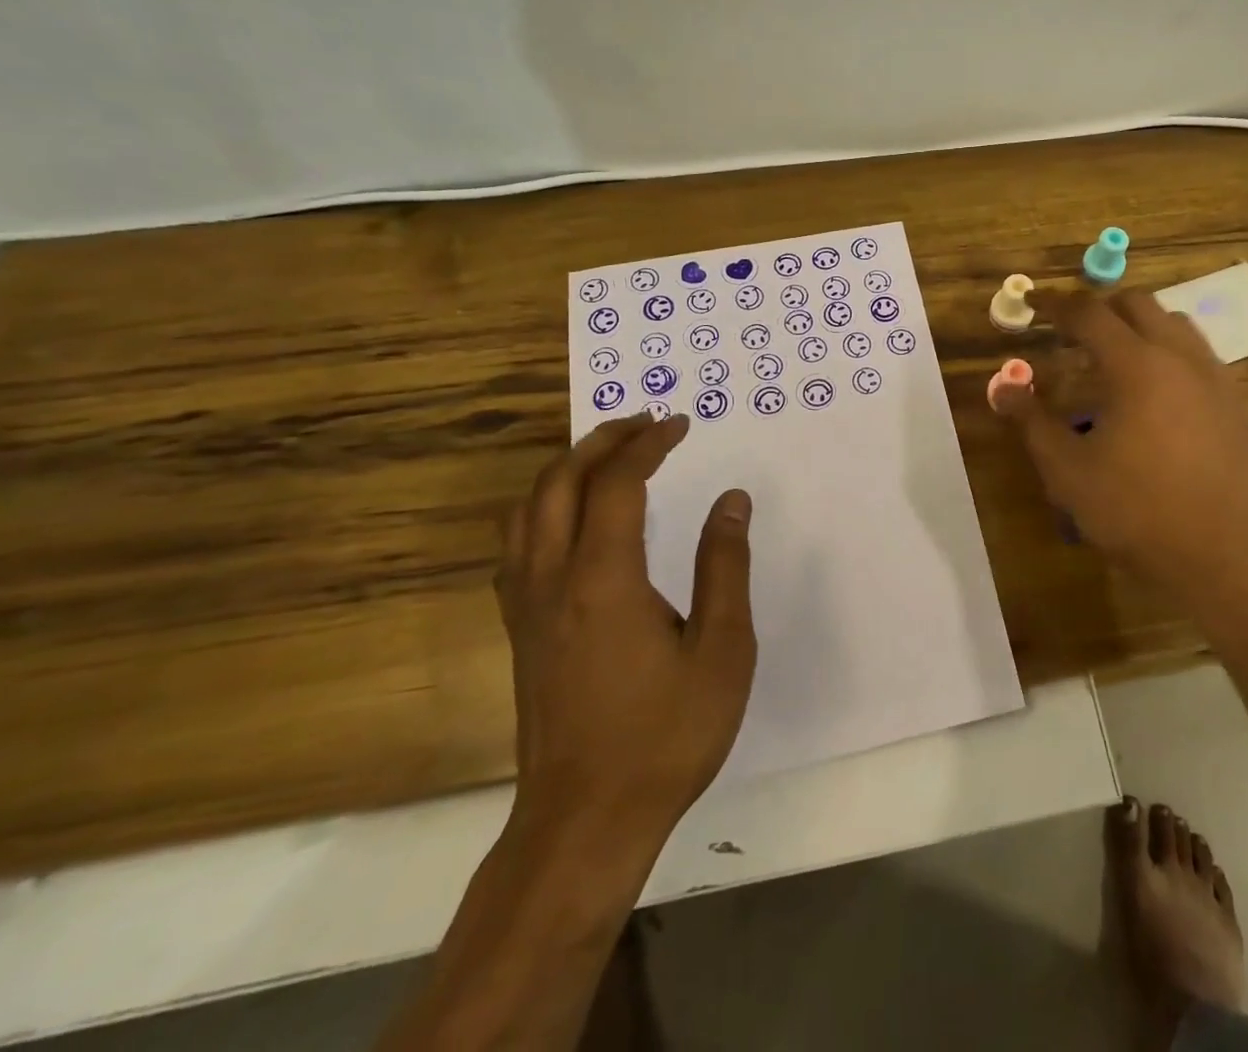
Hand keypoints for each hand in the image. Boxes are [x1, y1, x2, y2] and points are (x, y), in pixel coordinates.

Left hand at [496, 413, 755, 847]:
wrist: (585, 823)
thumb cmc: (665, 735)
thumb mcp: (722, 649)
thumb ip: (724, 566)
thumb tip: (731, 500)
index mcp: (603, 578)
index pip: (617, 483)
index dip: (648, 444)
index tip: (680, 424)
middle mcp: (553, 579)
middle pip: (559, 482)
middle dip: (601, 440)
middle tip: (645, 424)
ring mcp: (526, 607)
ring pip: (527, 510)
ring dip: (566, 469)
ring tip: (609, 457)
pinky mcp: (520, 631)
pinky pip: (517, 545)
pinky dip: (544, 508)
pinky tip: (574, 521)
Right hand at [999, 289, 1247, 615]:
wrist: (1227, 558)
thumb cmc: (1138, 512)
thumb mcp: (1068, 472)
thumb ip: (1032, 422)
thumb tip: (1004, 387)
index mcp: (1136, 365)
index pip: (1089, 313)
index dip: (1056, 305)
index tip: (1034, 304)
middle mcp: (1180, 357)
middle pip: (1137, 304)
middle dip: (1099, 309)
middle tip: (1070, 335)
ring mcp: (1215, 378)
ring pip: (1174, 324)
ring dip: (1138, 328)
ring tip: (1112, 362)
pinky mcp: (1235, 404)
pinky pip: (1197, 355)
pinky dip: (1167, 354)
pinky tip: (1154, 398)